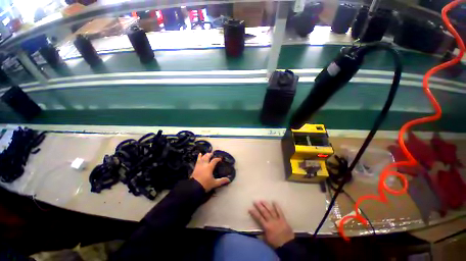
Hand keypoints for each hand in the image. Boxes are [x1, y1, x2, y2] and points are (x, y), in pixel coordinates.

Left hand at [191, 153, 229, 191]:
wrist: (194, 187)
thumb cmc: (205, 184)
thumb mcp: (214, 183)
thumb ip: (221, 181)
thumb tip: (228, 179)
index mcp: (209, 167)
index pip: (214, 160)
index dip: (217, 159)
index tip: (220, 158)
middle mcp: (204, 165)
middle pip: (207, 157)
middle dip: (210, 154)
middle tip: (213, 153)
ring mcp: (199, 166)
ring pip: (202, 158)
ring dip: (205, 155)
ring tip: (207, 153)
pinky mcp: (195, 168)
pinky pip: (197, 160)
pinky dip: (199, 157)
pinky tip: (199, 155)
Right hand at [249, 201, 294, 248]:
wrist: (288, 245)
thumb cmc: (276, 243)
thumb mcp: (266, 240)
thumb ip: (261, 235)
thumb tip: (256, 232)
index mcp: (266, 227)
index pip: (259, 218)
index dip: (254, 213)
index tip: (250, 208)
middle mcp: (271, 221)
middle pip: (264, 212)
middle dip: (259, 206)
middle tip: (255, 201)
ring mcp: (277, 219)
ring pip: (271, 210)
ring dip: (266, 204)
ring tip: (262, 200)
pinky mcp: (283, 219)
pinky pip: (279, 211)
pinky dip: (277, 206)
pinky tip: (274, 201)